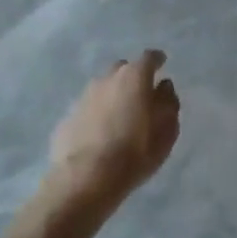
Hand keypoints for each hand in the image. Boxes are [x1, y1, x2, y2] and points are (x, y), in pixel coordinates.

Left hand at [47, 50, 180, 211]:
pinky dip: (96, 115)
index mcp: (134, 76)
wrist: (84, 179)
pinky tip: (99, 135)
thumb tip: (164, 88)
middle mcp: (108, 78)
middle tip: (140, 96)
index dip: (157, 60)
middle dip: (132, 78)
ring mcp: (84, 96)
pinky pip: (88, 109)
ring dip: (112, 96)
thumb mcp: (166, 132)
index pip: (149, 58)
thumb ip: (168, 104)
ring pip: (103, 88)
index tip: (162, 64)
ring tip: (118, 118)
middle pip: (123, 69)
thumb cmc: (134, 153)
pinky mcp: (67, 117)